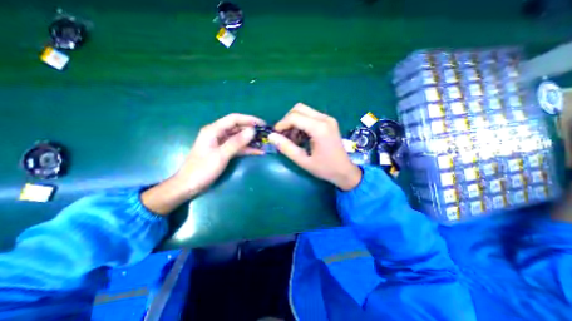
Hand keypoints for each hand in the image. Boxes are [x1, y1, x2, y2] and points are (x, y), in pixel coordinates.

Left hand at [142, 113, 262, 215]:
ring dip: (251, 140)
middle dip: (252, 130)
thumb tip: (252, 131)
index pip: (234, 119)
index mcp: (213, 130)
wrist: (188, 186)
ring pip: (239, 138)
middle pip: (237, 127)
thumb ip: (236, 142)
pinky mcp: (223, 152)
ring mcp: (221, 143)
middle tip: (266, 135)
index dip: (249, 119)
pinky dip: (247, 149)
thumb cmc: (202, 170)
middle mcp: (218, 134)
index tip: (262, 124)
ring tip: (264, 143)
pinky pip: (237, 147)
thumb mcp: (221, 156)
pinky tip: (258, 151)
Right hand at [270, 103, 361, 189]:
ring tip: (292, 139)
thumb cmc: (325, 168)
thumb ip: (286, 148)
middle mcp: (325, 119)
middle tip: (284, 136)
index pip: (294, 117)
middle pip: (298, 109)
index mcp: (319, 128)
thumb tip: (271, 137)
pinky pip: (310, 116)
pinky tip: (301, 137)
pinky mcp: (329, 122)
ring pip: (304, 111)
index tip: (276, 135)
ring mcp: (328, 119)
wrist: (345, 171)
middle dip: (287, 121)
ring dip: (294, 122)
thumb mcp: (303, 161)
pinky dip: (302, 124)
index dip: (281, 124)